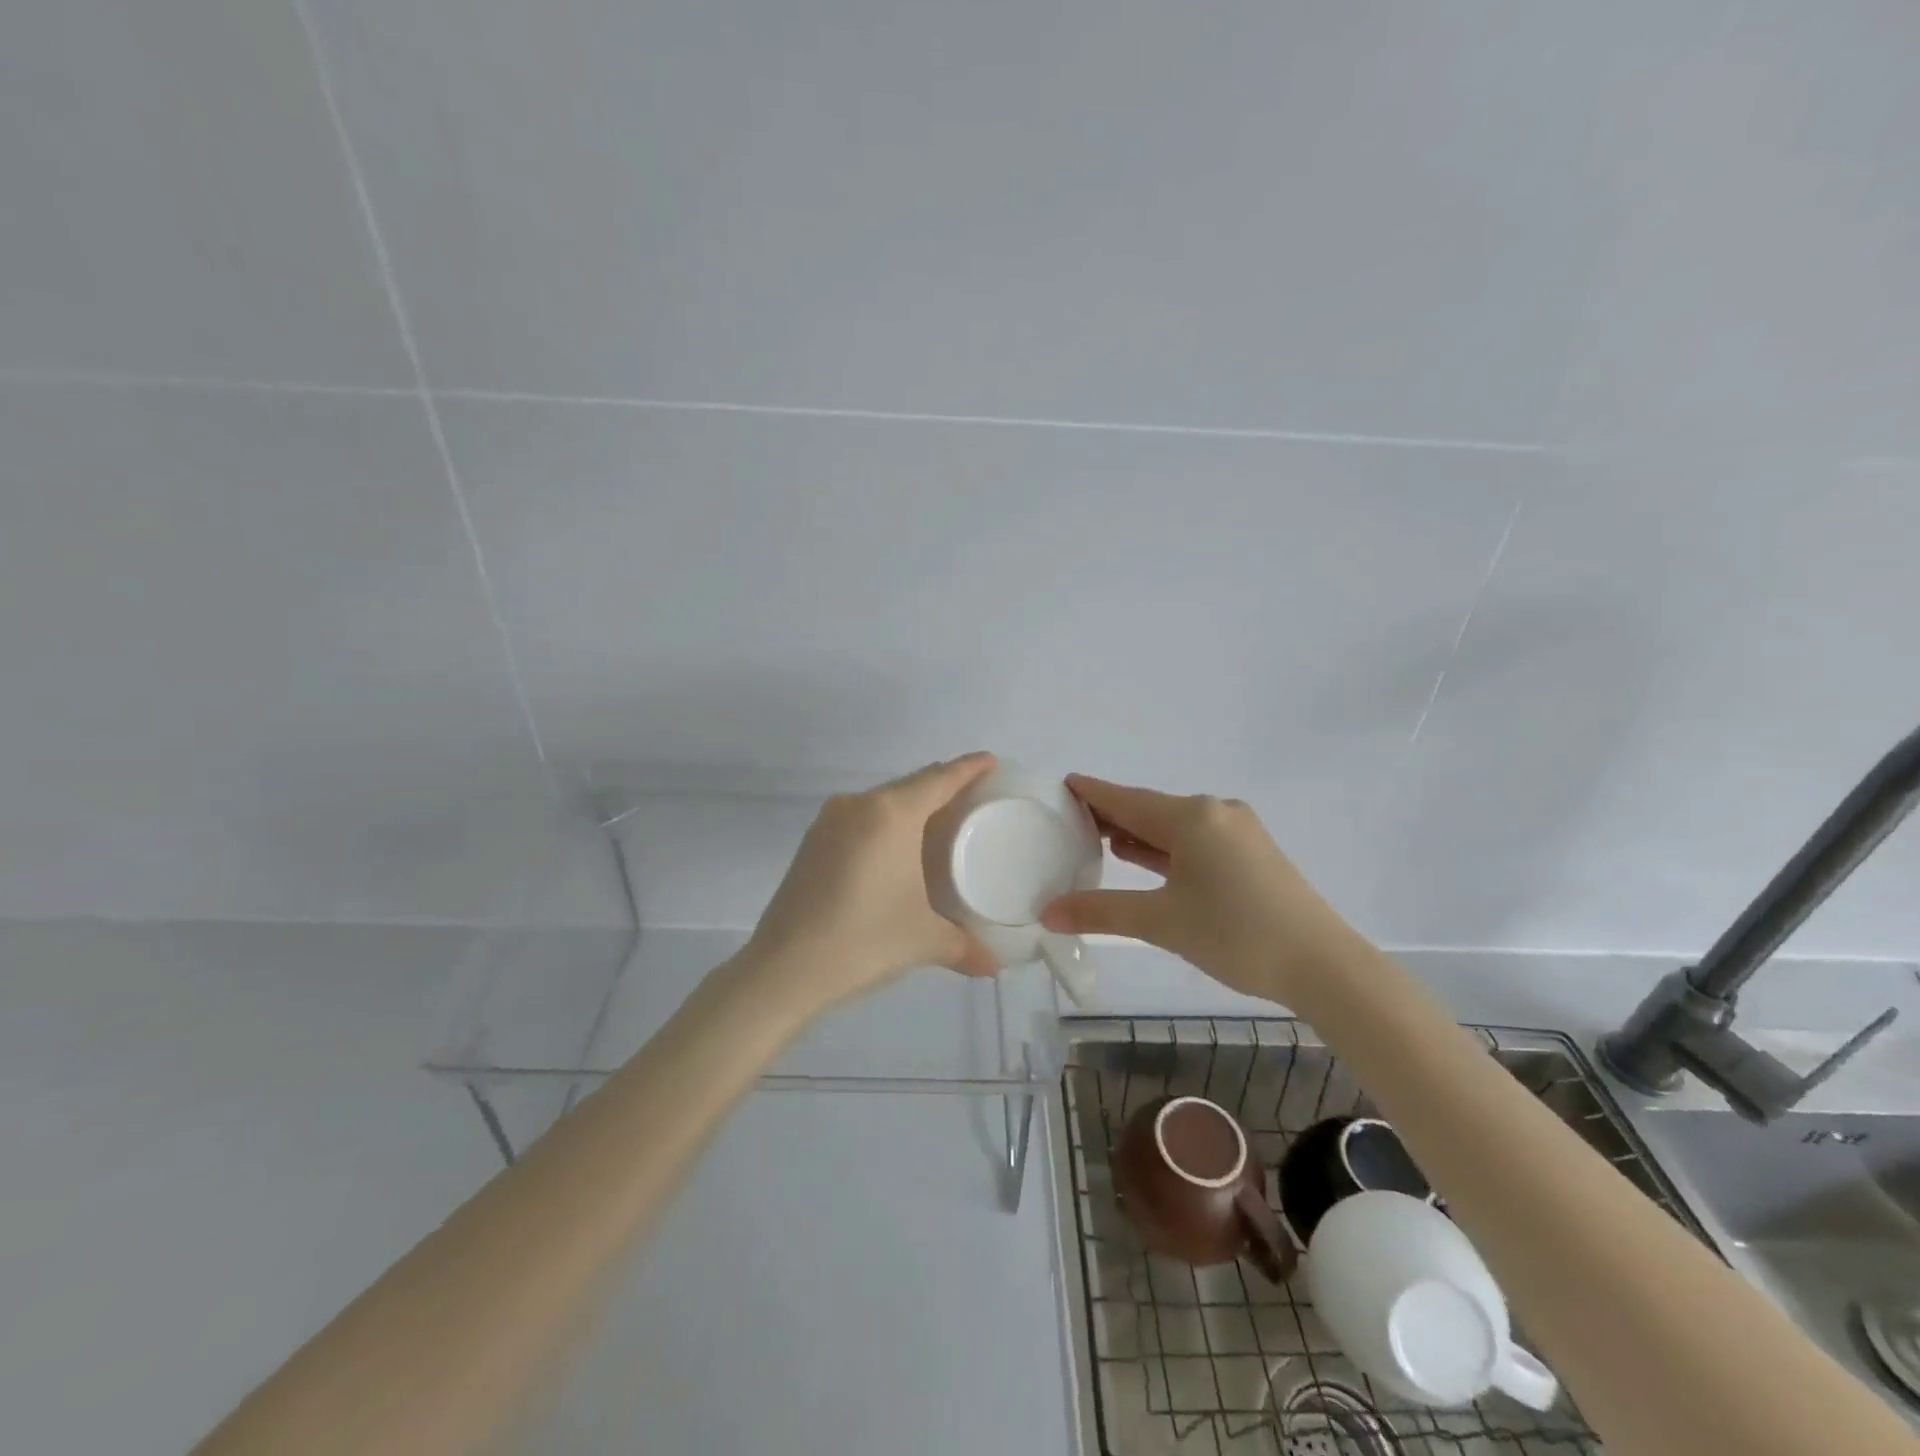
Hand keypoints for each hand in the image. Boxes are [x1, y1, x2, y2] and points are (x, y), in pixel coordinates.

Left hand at [739, 753, 1000, 1016]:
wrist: (783, 970)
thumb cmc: (863, 942)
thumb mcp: (924, 941)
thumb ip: (965, 947)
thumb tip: (994, 965)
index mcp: (891, 814)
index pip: (940, 778)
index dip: (969, 768)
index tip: (991, 761)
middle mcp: (858, 805)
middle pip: (911, 784)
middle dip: (943, 786)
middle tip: (973, 800)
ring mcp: (829, 821)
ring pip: (883, 800)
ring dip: (912, 805)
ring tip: (939, 824)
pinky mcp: (812, 841)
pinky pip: (861, 817)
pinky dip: (885, 823)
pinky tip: (896, 848)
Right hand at [1041, 774, 1355, 1002]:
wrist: (1323, 965)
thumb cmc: (1237, 934)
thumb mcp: (1162, 922)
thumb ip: (1102, 912)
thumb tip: (1048, 913)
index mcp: (1192, 817)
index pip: (1126, 799)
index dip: (1092, 793)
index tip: (1062, 784)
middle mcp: (1215, 813)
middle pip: (1149, 809)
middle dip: (1110, 815)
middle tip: (1068, 821)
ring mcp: (1237, 832)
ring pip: (1173, 826)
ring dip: (1137, 833)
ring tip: (1097, 839)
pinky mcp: (1251, 854)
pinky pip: (1194, 841)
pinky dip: (1165, 848)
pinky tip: (1143, 856)